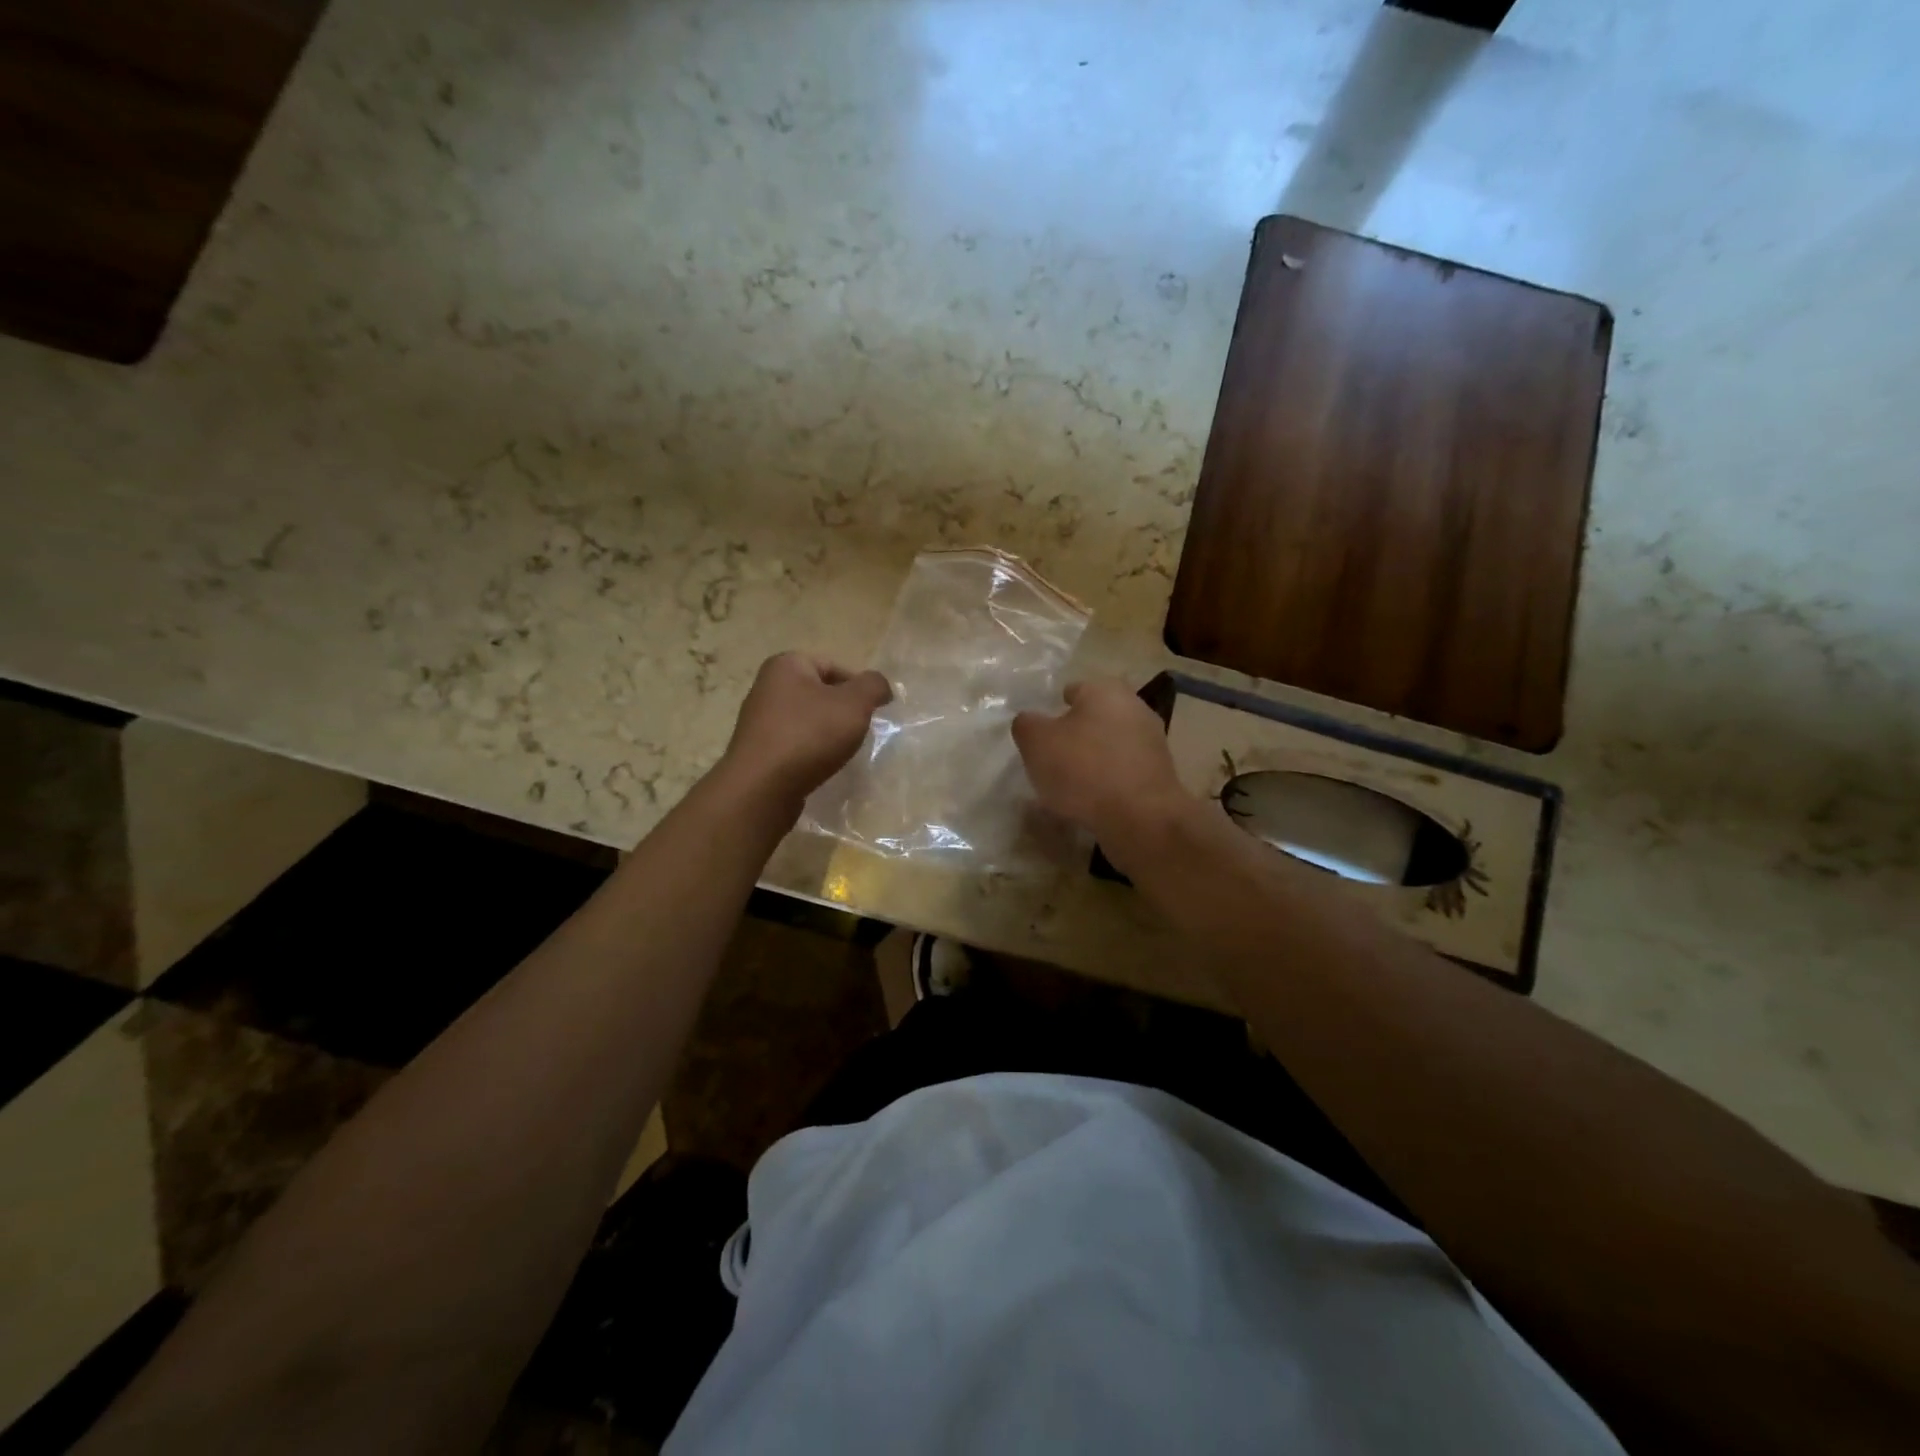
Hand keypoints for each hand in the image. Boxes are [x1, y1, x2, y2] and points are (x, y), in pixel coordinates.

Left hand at [718, 652, 892, 809]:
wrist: (762, 788)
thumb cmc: (809, 735)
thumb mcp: (854, 704)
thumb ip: (873, 686)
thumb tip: (880, 686)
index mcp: (786, 665)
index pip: (833, 665)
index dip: (858, 687)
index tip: (873, 711)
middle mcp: (767, 686)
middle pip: (819, 693)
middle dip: (843, 711)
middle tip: (860, 731)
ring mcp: (759, 720)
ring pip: (807, 720)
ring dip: (827, 733)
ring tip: (842, 752)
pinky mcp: (758, 750)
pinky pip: (794, 743)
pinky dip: (810, 752)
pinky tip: (821, 767)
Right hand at [1012, 679, 1187, 841]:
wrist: (1140, 818)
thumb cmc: (1083, 769)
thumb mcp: (1036, 742)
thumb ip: (1027, 725)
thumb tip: (1029, 721)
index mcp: (1105, 691)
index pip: (1074, 690)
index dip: (1054, 708)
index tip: (1041, 731)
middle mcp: (1135, 708)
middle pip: (1095, 717)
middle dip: (1076, 733)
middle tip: (1053, 757)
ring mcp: (1153, 742)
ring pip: (1112, 744)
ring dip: (1094, 758)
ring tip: (1070, 784)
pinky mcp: (1160, 775)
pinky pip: (1124, 771)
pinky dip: (1109, 781)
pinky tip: (1092, 801)